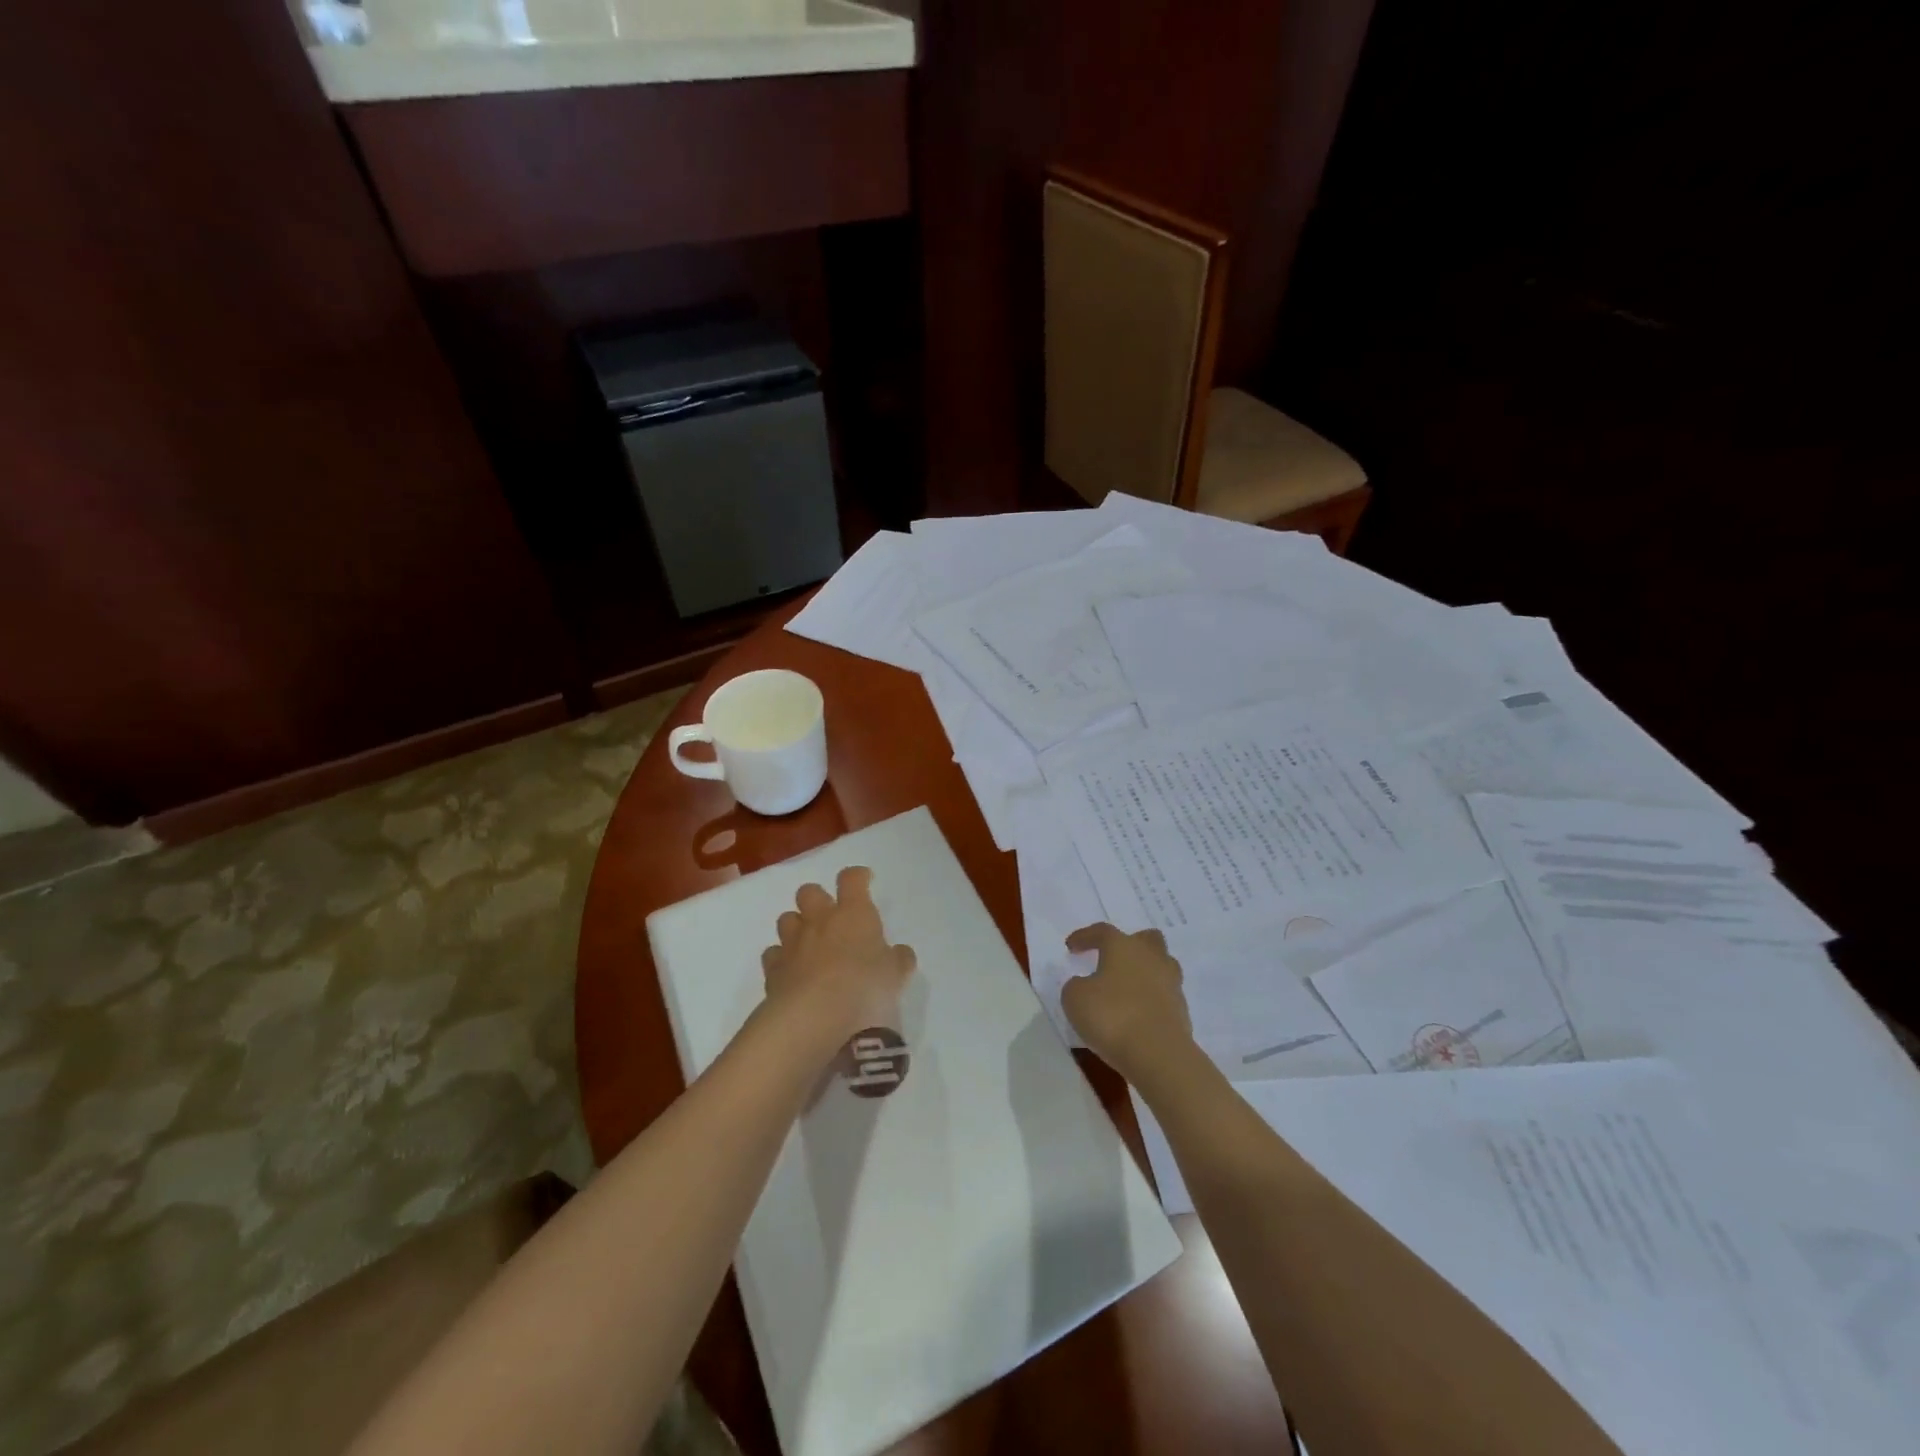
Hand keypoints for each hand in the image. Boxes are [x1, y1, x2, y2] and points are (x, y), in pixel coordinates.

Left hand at [761, 867, 916, 1045]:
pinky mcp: (773, 970)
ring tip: (809, 944)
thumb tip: (900, 952)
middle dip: (818, 899)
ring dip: (797, 926)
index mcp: (853, 914)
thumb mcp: (895, 976)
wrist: (813, 1018)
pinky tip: (792, 972)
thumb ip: (898, 960)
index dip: (857, 876)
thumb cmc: (863, 988)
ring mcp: (793, 943)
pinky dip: (781, 958)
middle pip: (809, 892)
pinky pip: (773, 953)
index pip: (851, 879)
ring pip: (787, 918)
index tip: (864, 880)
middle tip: (831, 916)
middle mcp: (820, 921)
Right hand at [1061, 923, 1196, 1088]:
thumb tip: (1084, 984)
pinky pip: (1164, 996)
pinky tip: (1137, 1014)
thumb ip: (1075, 986)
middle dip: (1130, 945)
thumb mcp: (1075, 999)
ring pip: (1161, 965)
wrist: (1159, 1054)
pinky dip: (1151, 1000)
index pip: (1102, 932)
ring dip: (1145, 972)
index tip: (1071, 946)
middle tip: (1113, 959)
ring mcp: (1171, 984)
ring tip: (1127, 988)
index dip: (1085, 936)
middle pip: (1146, 939)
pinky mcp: (1182, 1011)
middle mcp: (1151, 957)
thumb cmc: (1112, 1016)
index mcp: (1123, 946)